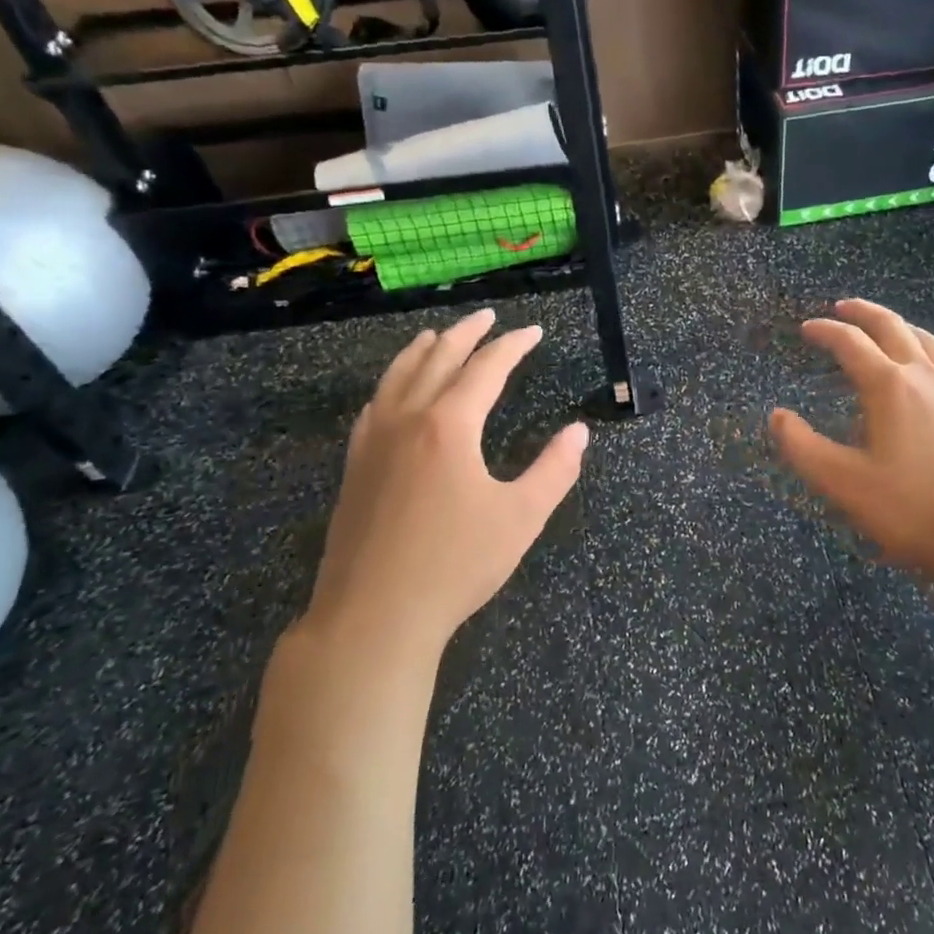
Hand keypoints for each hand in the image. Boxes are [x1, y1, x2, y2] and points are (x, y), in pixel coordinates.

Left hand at [301, 307, 588, 662]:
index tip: (533, 331)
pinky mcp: (355, 467)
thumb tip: (579, 431)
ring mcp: (374, 442)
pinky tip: (392, 391)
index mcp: (450, 426)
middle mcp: (408, 420)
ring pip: (398, 377)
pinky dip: (390, 384)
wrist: (373, 616)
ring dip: (422, 350)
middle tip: (487, 317)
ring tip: (438, 335)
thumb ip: (554, 469)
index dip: (512, 345)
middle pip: (438, 359)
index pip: (486, 368)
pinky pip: (374, 407)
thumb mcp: (521, 517)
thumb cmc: (456, 565)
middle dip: (466, 334)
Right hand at [770, 299, 933, 598]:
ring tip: (887, 328)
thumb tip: (777, 416)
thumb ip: (804, 448)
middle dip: (864, 313)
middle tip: (842, 307)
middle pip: (893, 328)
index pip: (851, 344)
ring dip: (901, 327)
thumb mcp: (845, 484)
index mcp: (890, 387)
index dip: (825, 331)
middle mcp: (926, 378)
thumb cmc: (915, 510)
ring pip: (929, 342)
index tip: (806, 328)